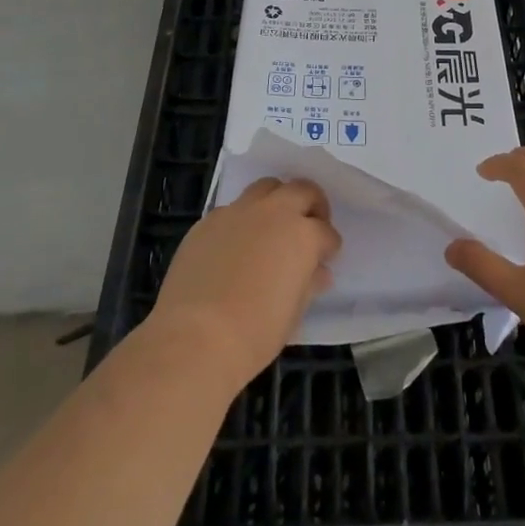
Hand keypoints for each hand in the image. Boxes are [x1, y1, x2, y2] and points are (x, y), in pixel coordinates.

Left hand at [150, 178, 341, 388]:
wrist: (195, 338)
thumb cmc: (255, 333)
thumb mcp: (294, 313)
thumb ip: (308, 283)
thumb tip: (317, 272)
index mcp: (302, 235)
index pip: (326, 232)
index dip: (329, 245)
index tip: (326, 258)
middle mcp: (273, 213)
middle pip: (301, 190)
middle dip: (311, 204)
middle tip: (310, 225)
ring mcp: (237, 212)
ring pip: (265, 187)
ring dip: (276, 200)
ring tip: (273, 225)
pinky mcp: (207, 221)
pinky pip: (232, 209)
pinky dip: (242, 219)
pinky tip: (236, 245)